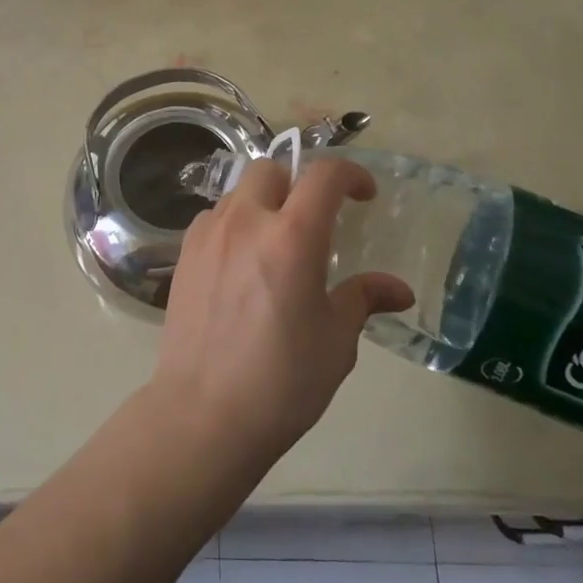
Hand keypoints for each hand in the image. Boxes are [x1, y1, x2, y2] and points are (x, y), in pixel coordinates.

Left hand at [148, 157, 413, 473]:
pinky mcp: (183, 255)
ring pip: (238, 191)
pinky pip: (213, 218)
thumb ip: (364, 299)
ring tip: (276, 241)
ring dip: (263, 201)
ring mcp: (208, 236)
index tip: (364, 195)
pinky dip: (234, 223)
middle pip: (272, 169)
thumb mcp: (336, 341)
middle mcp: (246, 222)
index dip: (350, 175)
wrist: (204, 413)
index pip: (324, 174)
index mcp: (292, 237)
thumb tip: (399, 290)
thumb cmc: (282, 380)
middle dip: (299, 182)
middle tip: (315, 218)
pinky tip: (242, 262)